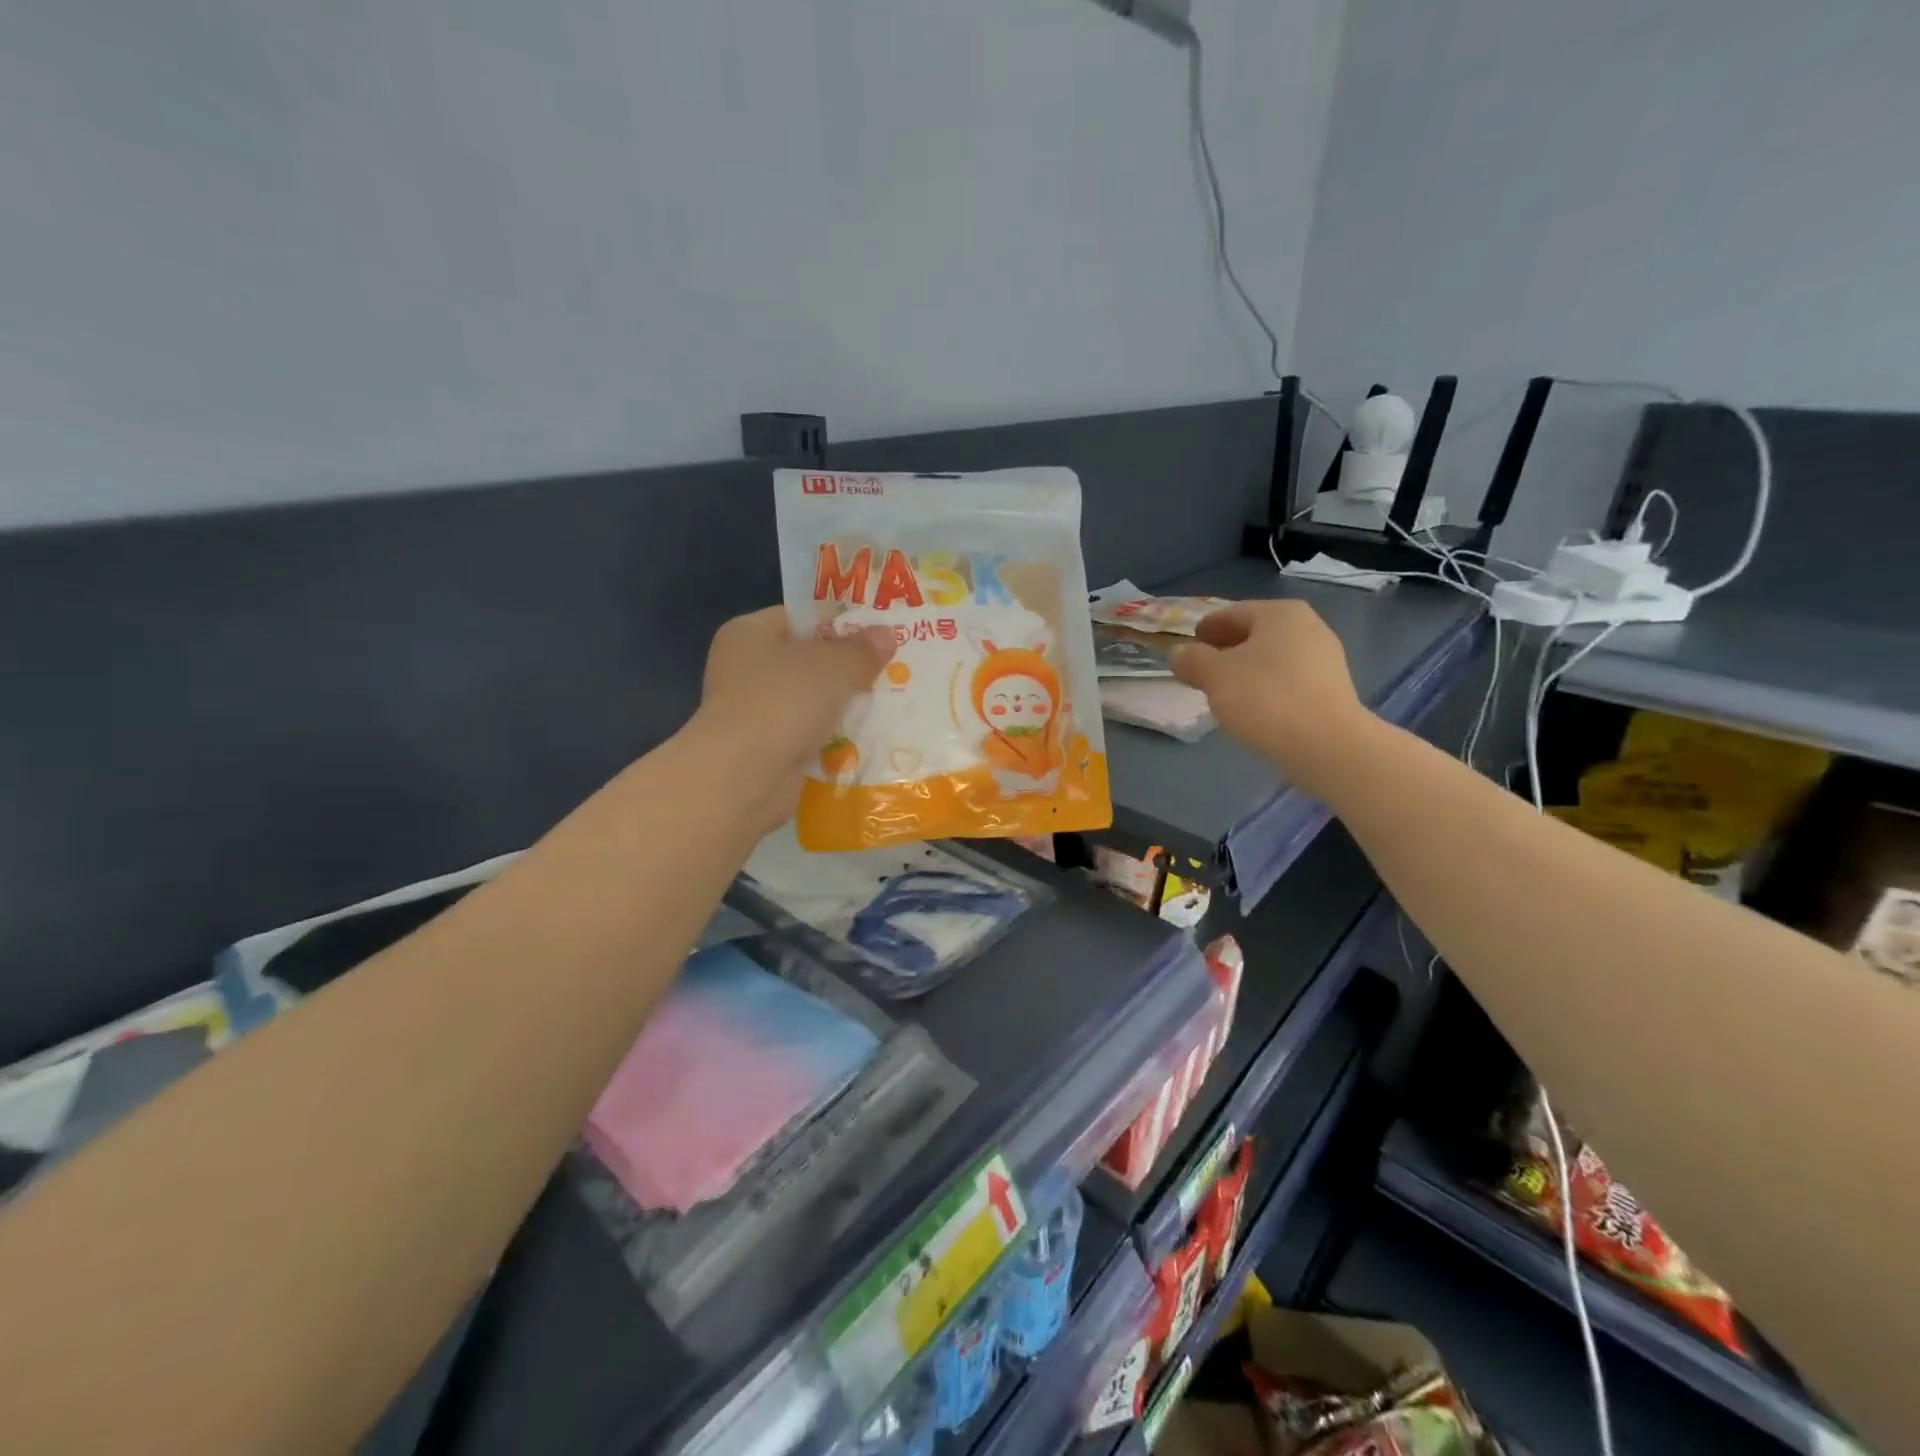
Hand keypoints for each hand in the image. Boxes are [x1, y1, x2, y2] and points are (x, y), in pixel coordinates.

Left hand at [693, 607, 894, 823]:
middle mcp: (746, 668)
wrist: (743, 777)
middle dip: (848, 669)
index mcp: (750, 633)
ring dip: (844, 706)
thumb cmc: (783, 703)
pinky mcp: (766, 749)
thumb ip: (862, 650)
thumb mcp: (832, 667)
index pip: (803, 618)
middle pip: (809, 660)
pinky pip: (809, 735)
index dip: (843, 623)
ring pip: (812, 700)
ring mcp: (754, 711)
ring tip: (889, 705)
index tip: (881, 636)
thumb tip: (886, 634)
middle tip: (893, 671)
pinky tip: (867, 739)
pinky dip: (833, 738)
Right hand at [1170, 601, 1369, 794]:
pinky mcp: (1332, 691)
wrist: (1325, 745)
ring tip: (1224, 691)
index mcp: (1280, 613)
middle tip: (1202, 668)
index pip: (1233, 613)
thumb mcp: (1214, 675)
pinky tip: (1253, 708)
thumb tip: (1179, 654)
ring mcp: (1325, 659)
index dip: (1207, 628)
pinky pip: (1288, 680)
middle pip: (1256, 634)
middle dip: (1227, 649)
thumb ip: (1191, 659)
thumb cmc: (1265, 698)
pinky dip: (1266, 687)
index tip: (1190, 644)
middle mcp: (1309, 627)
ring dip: (1246, 669)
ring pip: (1272, 658)